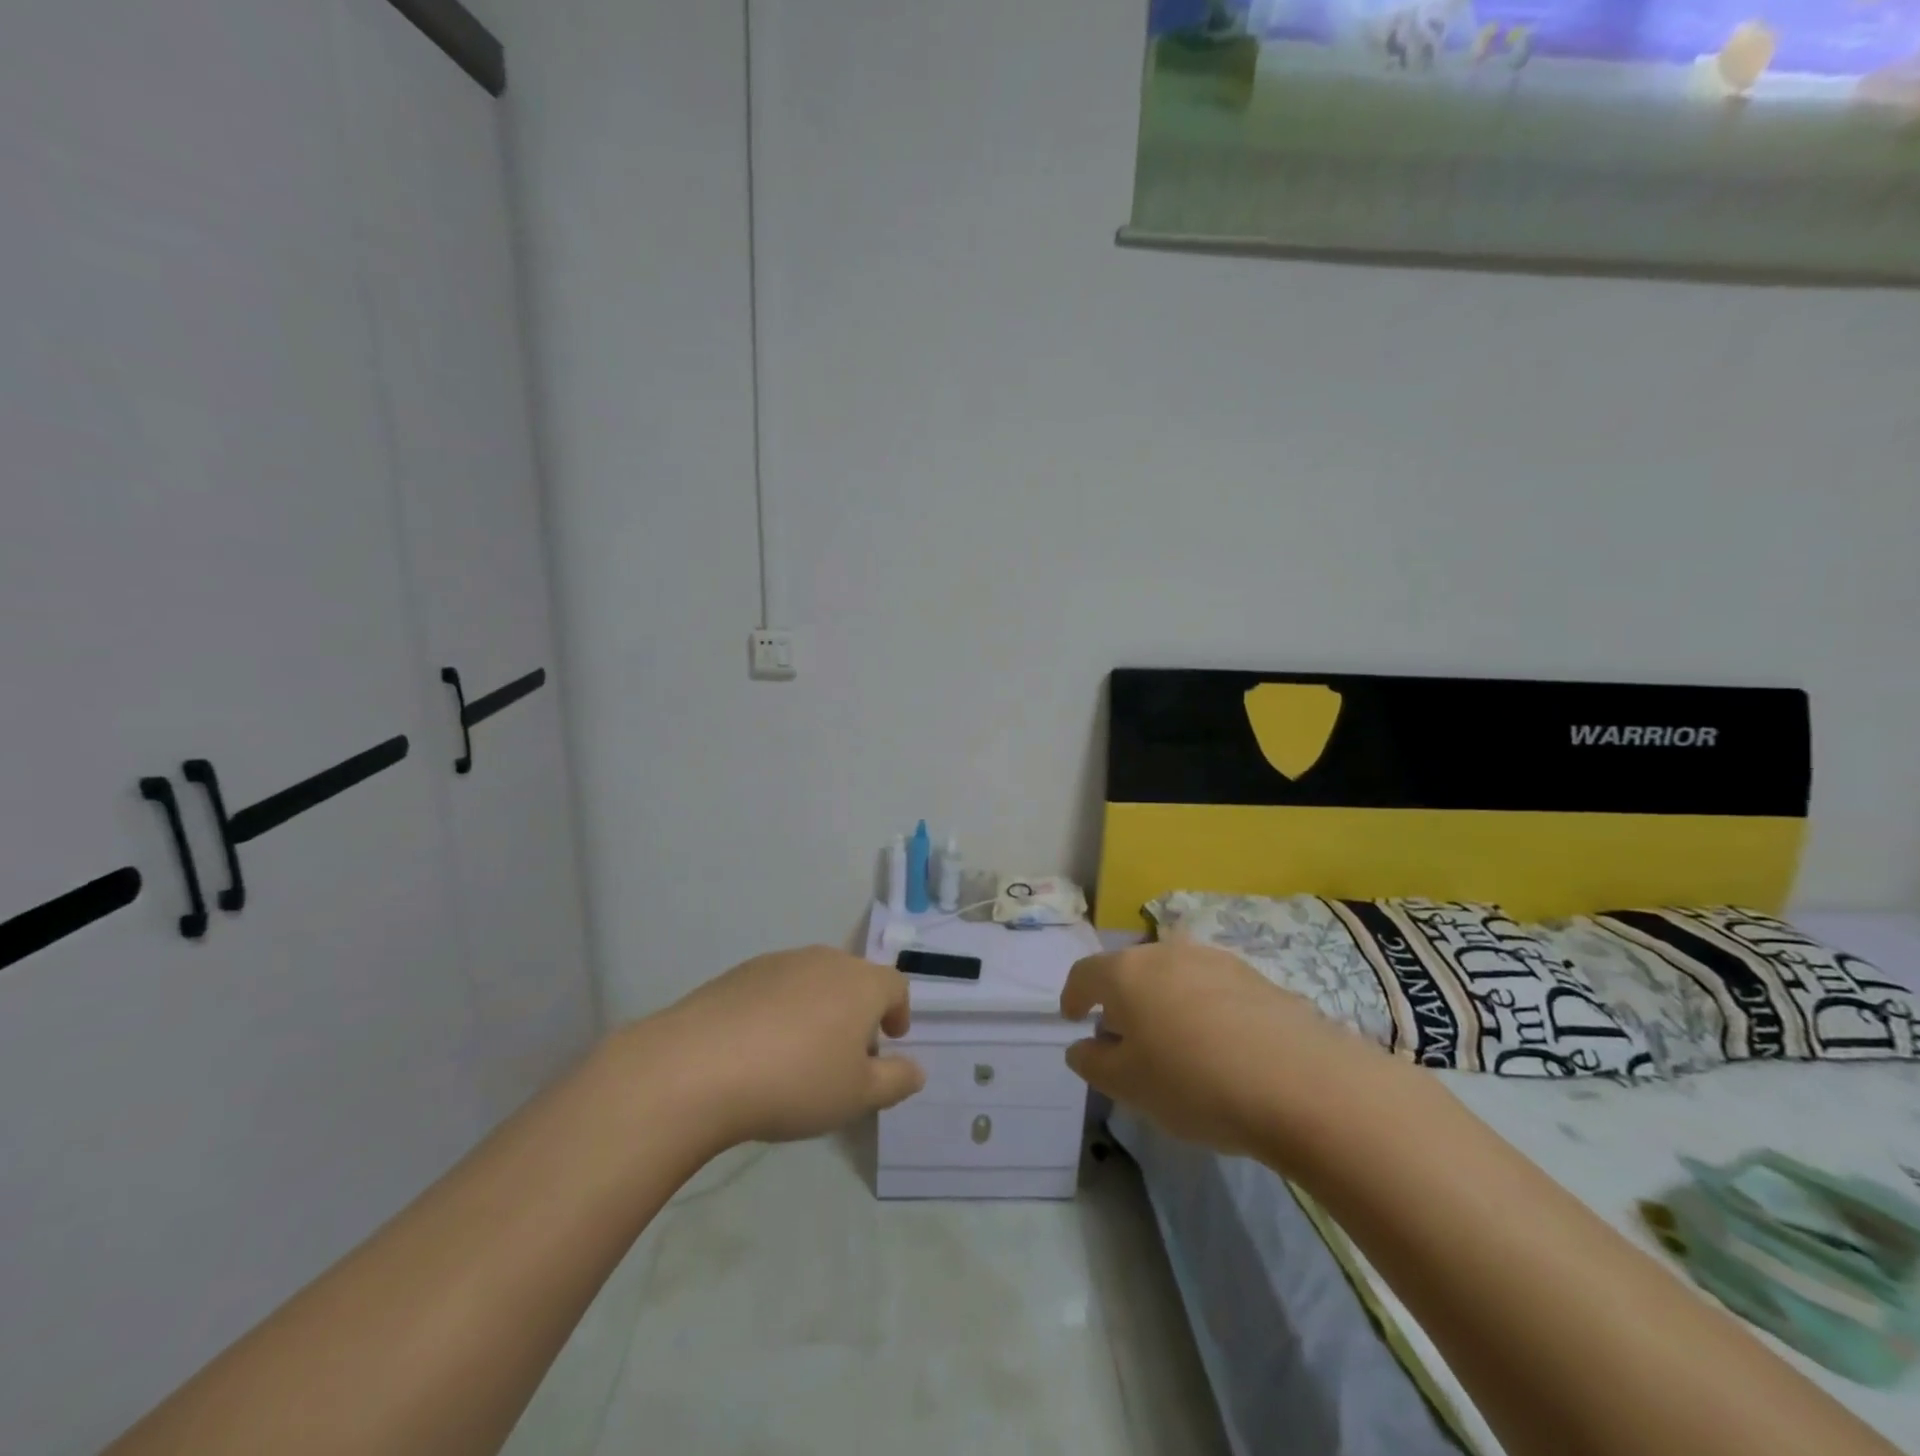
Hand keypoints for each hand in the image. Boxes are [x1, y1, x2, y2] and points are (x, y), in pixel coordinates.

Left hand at [645, 946, 926, 1147]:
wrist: (698, 1066)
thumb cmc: (794, 1081)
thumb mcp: (857, 1096)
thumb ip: (895, 1080)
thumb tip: (917, 1070)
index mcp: (861, 983)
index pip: (895, 985)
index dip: (899, 1011)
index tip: (891, 1039)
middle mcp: (825, 961)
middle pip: (854, 979)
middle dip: (858, 1011)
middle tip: (847, 1053)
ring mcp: (779, 962)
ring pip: (814, 980)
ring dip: (819, 1008)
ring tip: (802, 1053)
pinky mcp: (740, 973)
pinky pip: (775, 987)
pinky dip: (780, 1009)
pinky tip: (760, 1047)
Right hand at [1061, 940, 1372, 1158]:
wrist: (1301, 1083)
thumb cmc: (1194, 1082)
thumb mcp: (1128, 1086)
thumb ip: (1094, 1062)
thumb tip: (1082, 1046)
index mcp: (1126, 971)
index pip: (1085, 973)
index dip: (1072, 995)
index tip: (1071, 1018)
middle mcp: (1167, 952)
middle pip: (1131, 970)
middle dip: (1120, 1000)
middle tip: (1123, 1038)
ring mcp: (1215, 960)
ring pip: (1173, 976)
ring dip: (1162, 1002)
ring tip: (1173, 1043)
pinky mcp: (1256, 977)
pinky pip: (1212, 989)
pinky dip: (1202, 1009)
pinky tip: (1218, 1046)